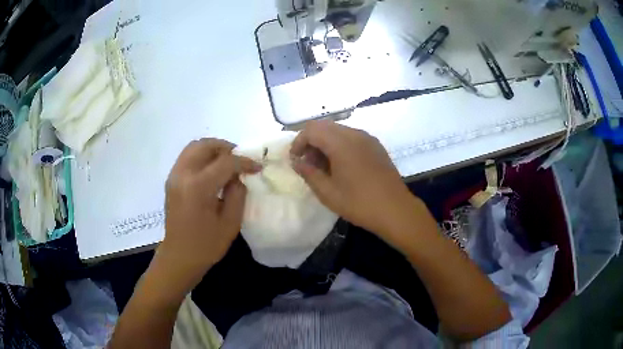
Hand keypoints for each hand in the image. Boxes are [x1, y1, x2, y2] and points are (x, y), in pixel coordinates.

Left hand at [152, 139, 260, 300]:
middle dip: (226, 148)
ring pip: (194, 147)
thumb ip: (237, 194)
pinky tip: (212, 171)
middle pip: (205, 145)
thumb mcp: (230, 223)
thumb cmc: (206, 245)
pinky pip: (188, 157)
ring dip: (213, 150)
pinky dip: (202, 156)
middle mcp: (182, 174)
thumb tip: (238, 177)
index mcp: (198, 187)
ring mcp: (174, 176)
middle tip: (240, 160)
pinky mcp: (171, 180)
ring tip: (227, 163)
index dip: (244, 162)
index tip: (257, 167)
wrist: (179, 256)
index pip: (225, 162)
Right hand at [290, 120, 419, 240]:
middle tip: (308, 164)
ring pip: (338, 131)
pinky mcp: (376, 146)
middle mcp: (355, 134)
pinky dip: (339, 145)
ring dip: (325, 143)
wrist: (396, 210)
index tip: (295, 160)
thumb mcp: (328, 192)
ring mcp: (368, 139)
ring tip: (323, 167)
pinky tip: (341, 166)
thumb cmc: (359, 203)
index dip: (298, 142)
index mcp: (341, 143)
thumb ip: (309, 173)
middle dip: (311, 141)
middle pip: (324, 126)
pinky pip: (352, 138)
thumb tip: (297, 162)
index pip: (311, 129)